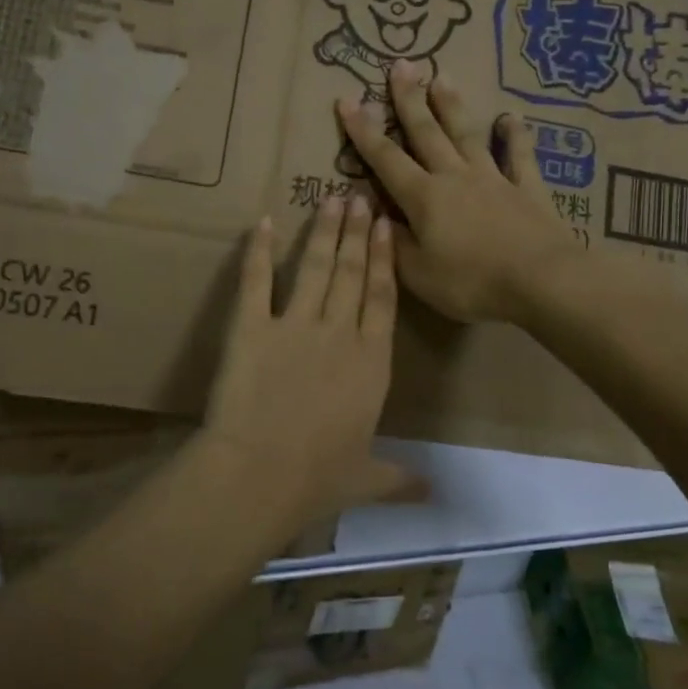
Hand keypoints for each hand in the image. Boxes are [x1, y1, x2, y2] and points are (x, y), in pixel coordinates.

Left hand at [203, 198, 419, 524]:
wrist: (260, 473)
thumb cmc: (318, 479)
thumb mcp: (365, 479)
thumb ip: (399, 478)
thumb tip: (435, 493)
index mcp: (372, 363)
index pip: (383, 299)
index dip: (385, 261)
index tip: (387, 228)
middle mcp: (339, 333)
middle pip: (353, 273)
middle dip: (358, 232)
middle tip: (361, 195)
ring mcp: (295, 325)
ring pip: (316, 267)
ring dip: (325, 232)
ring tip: (332, 199)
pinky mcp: (252, 326)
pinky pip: (257, 280)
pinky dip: (259, 251)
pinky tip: (263, 223)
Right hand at [336, 60, 580, 323]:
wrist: (541, 282)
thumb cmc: (471, 282)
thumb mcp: (418, 274)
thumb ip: (394, 243)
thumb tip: (376, 215)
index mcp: (423, 197)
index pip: (385, 159)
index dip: (363, 131)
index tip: (346, 100)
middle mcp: (455, 177)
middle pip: (427, 133)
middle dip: (409, 100)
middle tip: (401, 65)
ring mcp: (494, 179)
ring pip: (468, 135)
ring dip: (453, 107)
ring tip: (442, 77)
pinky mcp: (528, 189)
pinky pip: (519, 157)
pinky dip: (515, 136)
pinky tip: (512, 118)